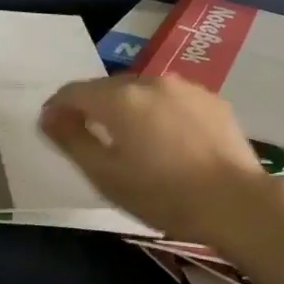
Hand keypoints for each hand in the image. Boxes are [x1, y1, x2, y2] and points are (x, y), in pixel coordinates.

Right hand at [40, 75, 268, 242]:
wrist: (235, 202)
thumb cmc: (163, 194)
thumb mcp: (106, 175)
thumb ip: (72, 140)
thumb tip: (49, 116)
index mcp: (120, 98)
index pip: (75, 91)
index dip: (58, 107)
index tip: (51, 126)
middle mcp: (151, 81)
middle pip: (110, 88)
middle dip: (94, 107)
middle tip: (90, 136)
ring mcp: (186, 87)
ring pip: (144, 92)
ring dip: (129, 108)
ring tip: (132, 139)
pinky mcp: (212, 100)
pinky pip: (173, 100)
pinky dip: (160, 112)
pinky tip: (169, 140)